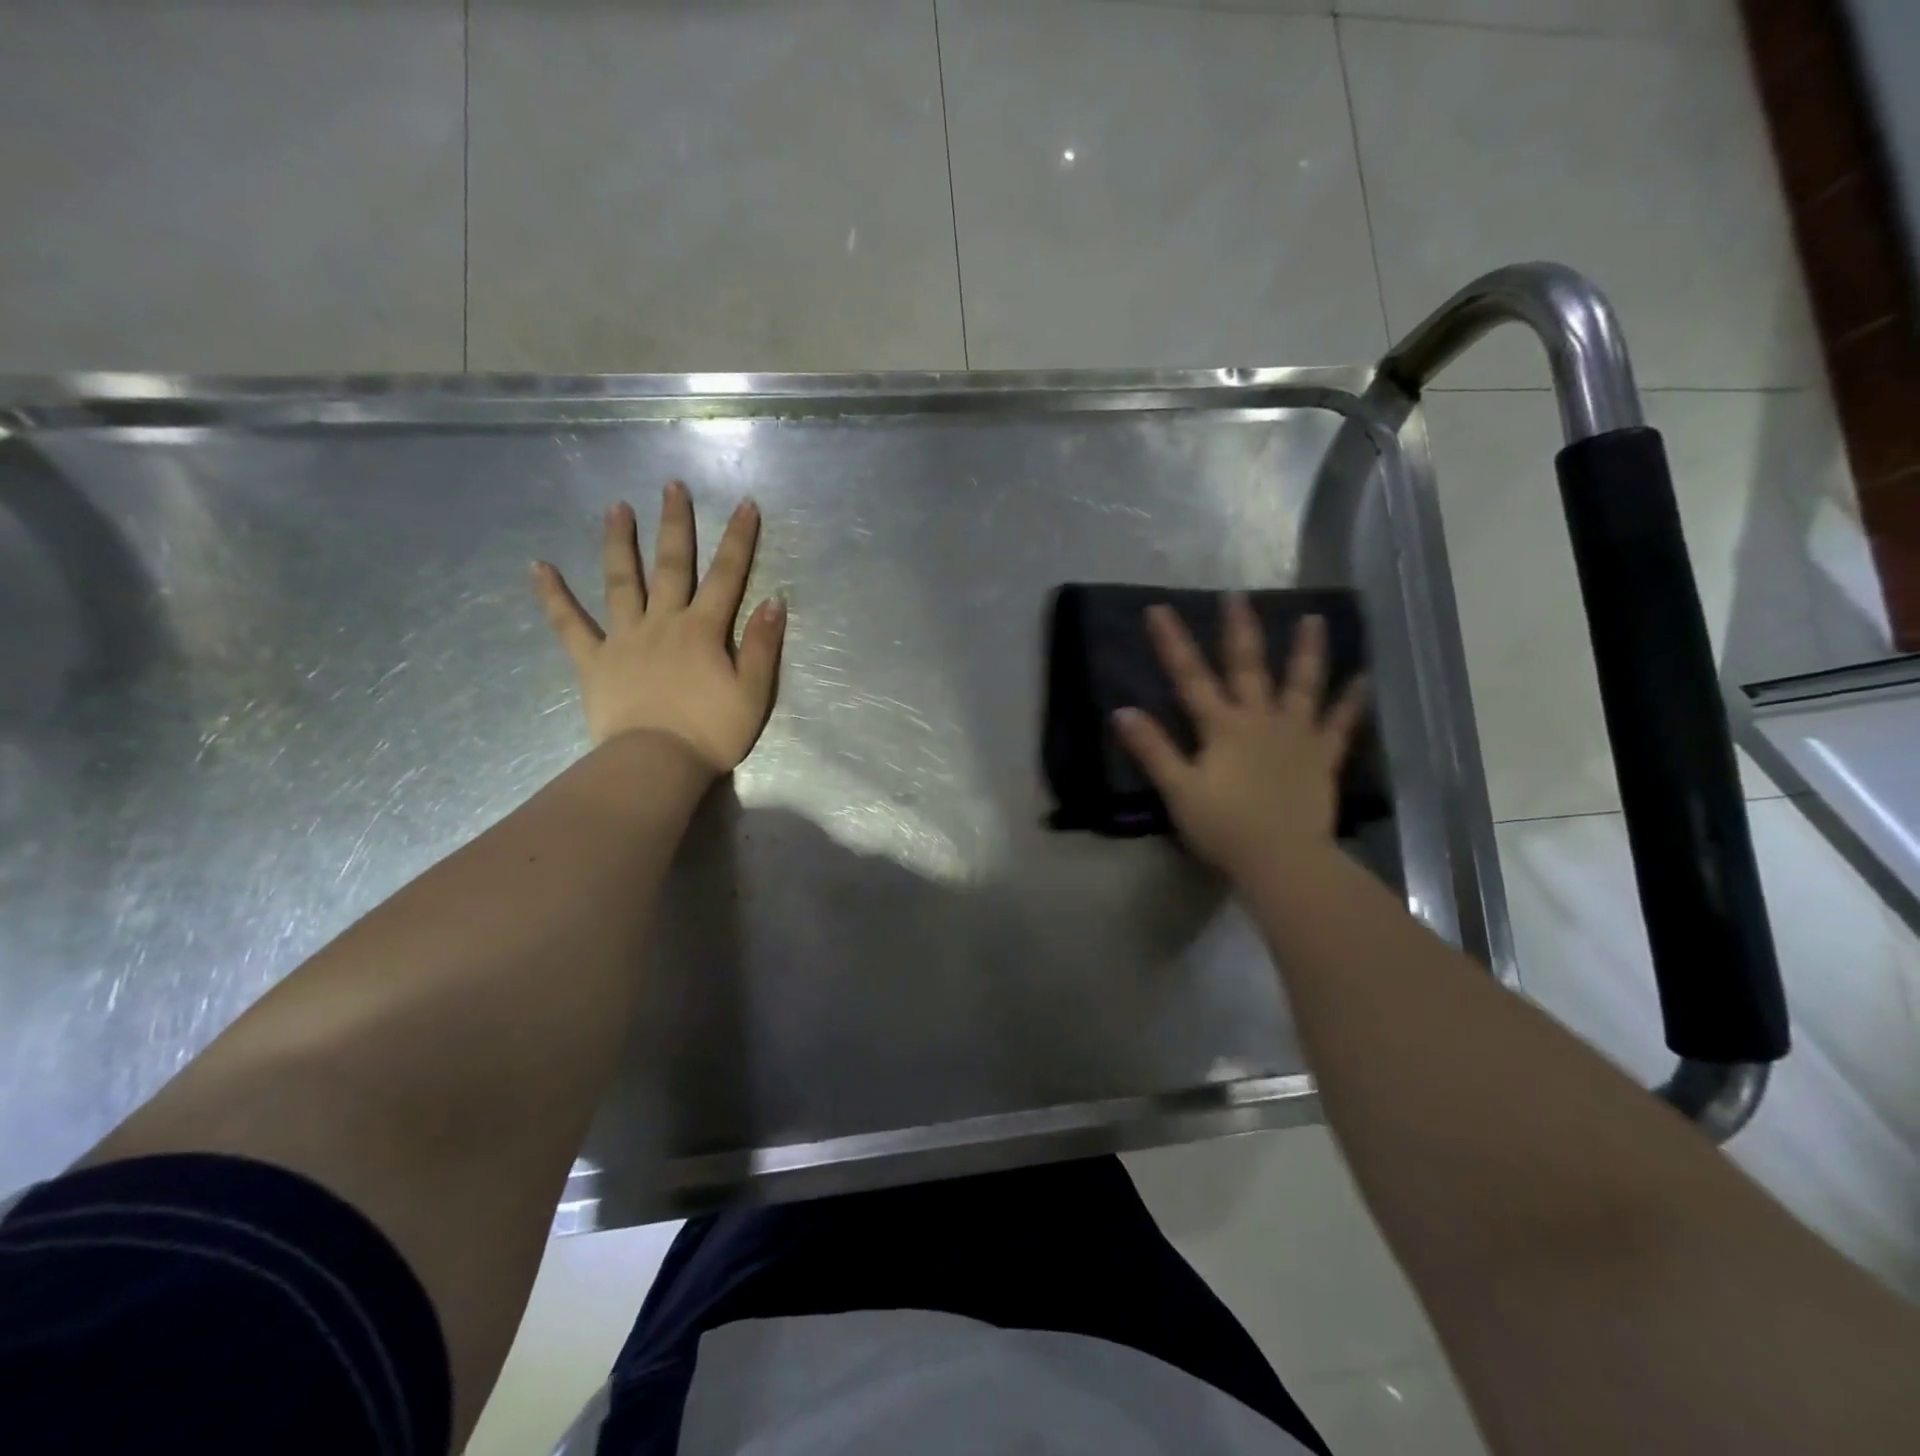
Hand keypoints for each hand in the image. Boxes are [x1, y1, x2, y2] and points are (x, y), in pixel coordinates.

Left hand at [533, 480, 786, 774]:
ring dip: (619, 543)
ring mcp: (624, 639)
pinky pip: (570, 625)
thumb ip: (761, 645)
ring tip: (615, 508)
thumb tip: (773, 600)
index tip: (745, 505)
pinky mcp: (594, 661)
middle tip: (671, 486)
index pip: (726, 576)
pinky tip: (539, 567)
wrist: (657, 764)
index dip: (739, 540)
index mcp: (703, 630)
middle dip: (675, 525)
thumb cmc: (711, 732)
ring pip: (621, 582)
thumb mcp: (753, 693)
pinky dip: (554, 596)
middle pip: (671, 566)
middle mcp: (663, 623)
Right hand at [1113, 596, 1367, 881]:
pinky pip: (1339, 724)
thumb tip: (1122, 712)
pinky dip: (1351, 702)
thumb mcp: (1179, 790)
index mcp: (1222, 727)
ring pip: (1301, 684)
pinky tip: (1363, 679)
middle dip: (1238, 629)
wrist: (1282, 860)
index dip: (1172, 642)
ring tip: (1313, 619)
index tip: (1159, 608)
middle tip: (1237, 594)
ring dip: (1306, 651)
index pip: (1190, 677)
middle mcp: (1260, 719)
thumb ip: (1152, 749)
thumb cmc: (1224, 827)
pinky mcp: (1321, 757)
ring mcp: (1296, 735)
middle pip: (1247, 667)